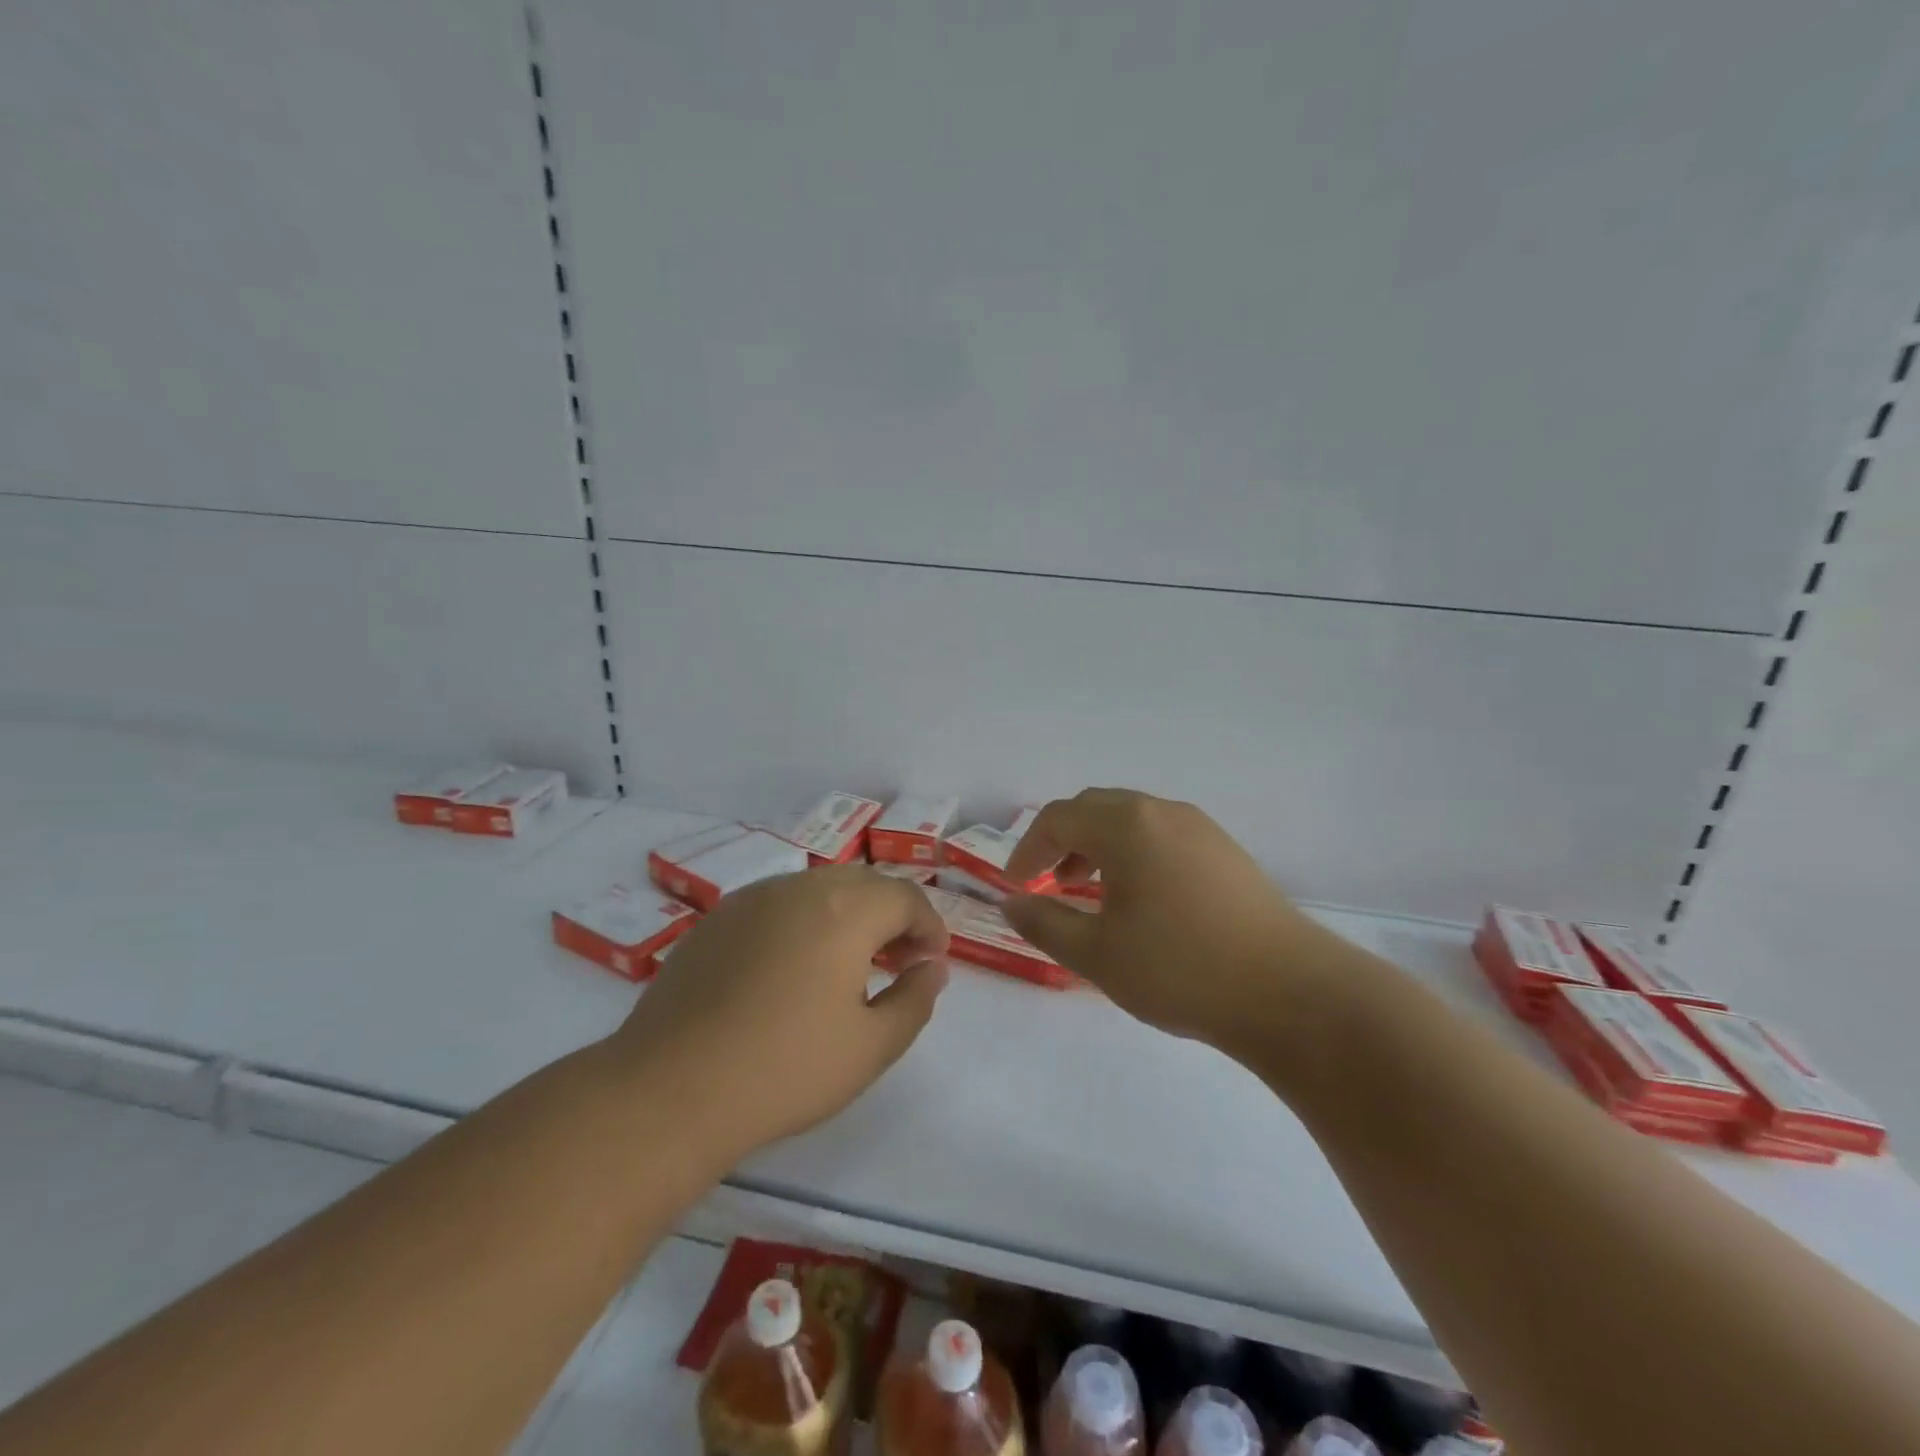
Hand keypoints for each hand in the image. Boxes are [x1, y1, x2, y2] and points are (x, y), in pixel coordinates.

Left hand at [610, 864, 949, 1162]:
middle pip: (864, 884)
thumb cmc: (784, 1070)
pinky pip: (778, 904)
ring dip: (848, 915)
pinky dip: (804, 922)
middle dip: (892, 916)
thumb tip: (931, 968)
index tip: (931, 963)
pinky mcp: (716, 919)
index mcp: (845, 910)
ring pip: (818, 889)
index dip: (929, 926)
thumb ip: (915, 1000)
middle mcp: (799, 888)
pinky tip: (792, 968)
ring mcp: (751, 899)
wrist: (669, 1090)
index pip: (905, 897)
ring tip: (848, 965)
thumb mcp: (871, 1047)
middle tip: (898, 962)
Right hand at [1002, 789, 1348, 1054]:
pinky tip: (1141, 899)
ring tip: (1091, 893)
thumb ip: (1045, 923)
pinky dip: (1134, 853)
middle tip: (1048, 883)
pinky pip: (1162, 834)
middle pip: (1095, 808)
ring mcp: (1200, 827)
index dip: (1028, 849)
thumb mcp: (1097, 954)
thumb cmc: (1180, 969)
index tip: (1016, 886)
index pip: (1058, 818)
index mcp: (1126, 825)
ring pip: (1131, 819)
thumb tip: (1012, 904)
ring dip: (1099, 846)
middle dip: (1062, 841)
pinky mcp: (1225, 850)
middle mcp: (1162, 812)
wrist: (1291, 992)